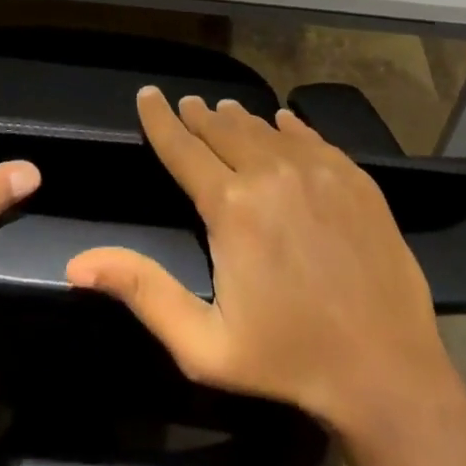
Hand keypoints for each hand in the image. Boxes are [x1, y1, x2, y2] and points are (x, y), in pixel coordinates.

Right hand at [66, 89, 454, 433]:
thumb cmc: (287, 359)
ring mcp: (316, 168)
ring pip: (263, 127)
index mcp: (230, 205)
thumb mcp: (203, 343)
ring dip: (237, 118)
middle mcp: (270, 171)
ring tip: (223, 111)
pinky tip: (281, 123)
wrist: (387, 370)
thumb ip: (142, 292)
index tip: (147, 95)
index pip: (182, 146)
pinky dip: (286, 127)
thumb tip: (78, 262)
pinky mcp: (353, 175)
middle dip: (198, 115)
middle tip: (186, 106)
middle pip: (222, 128)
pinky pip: (309, 136)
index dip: (159, 119)